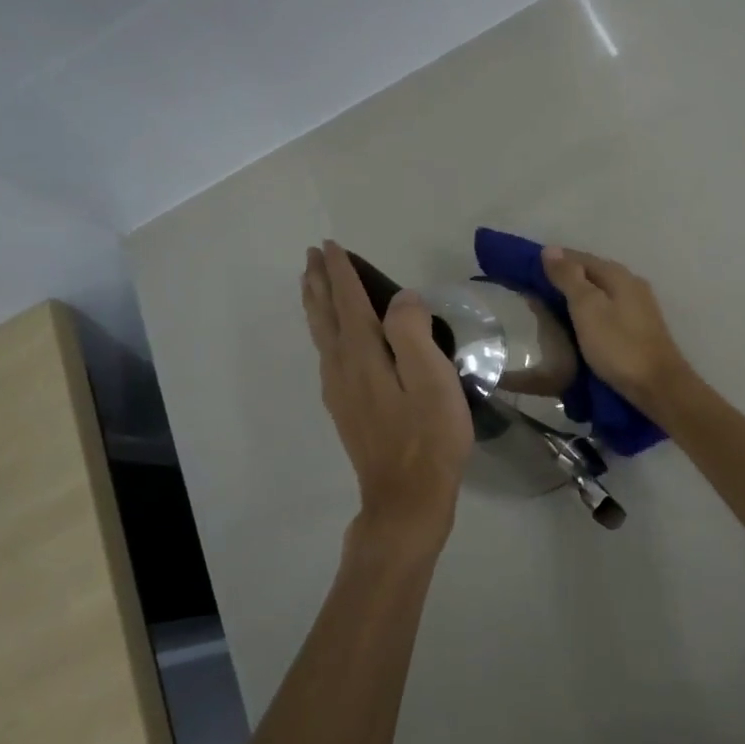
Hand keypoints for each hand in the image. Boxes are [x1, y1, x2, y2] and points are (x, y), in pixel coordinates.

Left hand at [302, 241, 473, 559]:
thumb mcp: (431, 379)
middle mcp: (342, 367)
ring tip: (312, 286)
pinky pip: (327, 354)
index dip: (341, 272)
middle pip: (325, 315)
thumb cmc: (428, 436)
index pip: (348, 301)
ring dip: (316, 305)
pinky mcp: (346, 409)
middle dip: (319, 283)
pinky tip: (331, 338)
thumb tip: (401, 299)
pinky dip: (324, 331)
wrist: (407, 498)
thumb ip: (412, 332)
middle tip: (313, 256)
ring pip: (322, 336)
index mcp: (363, 354)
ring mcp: (340, 391)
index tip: (331, 245)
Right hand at [541, 247, 694, 414]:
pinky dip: (587, 313)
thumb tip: (551, 250)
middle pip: (591, 274)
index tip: (527, 269)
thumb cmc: (618, 345)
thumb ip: (569, 278)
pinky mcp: (639, 329)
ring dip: (575, 297)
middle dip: (563, 279)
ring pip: (599, 294)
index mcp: (618, 275)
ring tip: (549, 308)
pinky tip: (576, 324)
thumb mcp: (587, 308)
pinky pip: (606, 311)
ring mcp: (638, 307)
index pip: (579, 257)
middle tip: (533, 291)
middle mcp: (631, 284)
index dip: (554, 261)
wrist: (658, 386)